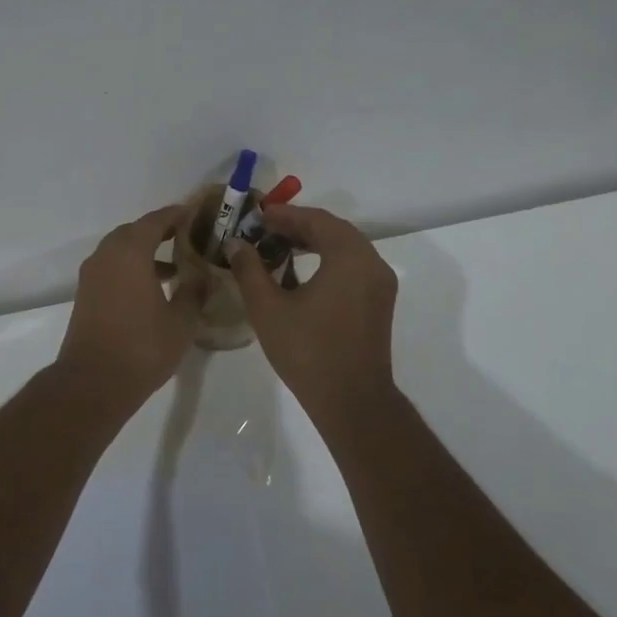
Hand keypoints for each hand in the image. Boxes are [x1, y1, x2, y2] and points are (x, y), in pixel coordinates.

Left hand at [55, 205, 204, 408]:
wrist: (93, 382)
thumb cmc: (142, 348)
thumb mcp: (181, 322)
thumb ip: (193, 293)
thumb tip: (201, 278)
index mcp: (130, 253)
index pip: (155, 221)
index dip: (175, 215)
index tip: (194, 213)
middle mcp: (106, 256)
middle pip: (134, 232)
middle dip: (159, 231)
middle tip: (186, 236)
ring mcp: (92, 275)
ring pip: (120, 250)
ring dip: (144, 251)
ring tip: (175, 266)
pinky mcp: (86, 294)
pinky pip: (111, 267)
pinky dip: (131, 268)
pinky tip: (152, 288)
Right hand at [226, 206, 399, 418]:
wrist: (352, 401)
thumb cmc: (308, 351)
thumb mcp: (268, 308)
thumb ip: (250, 269)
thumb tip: (236, 244)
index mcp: (349, 257)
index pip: (316, 220)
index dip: (285, 214)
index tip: (258, 216)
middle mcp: (372, 263)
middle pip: (334, 230)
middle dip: (298, 226)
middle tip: (265, 229)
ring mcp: (380, 284)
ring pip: (345, 248)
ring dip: (313, 243)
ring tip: (278, 248)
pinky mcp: (379, 303)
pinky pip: (352, 267)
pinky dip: (327, 260)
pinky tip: (300, 274)